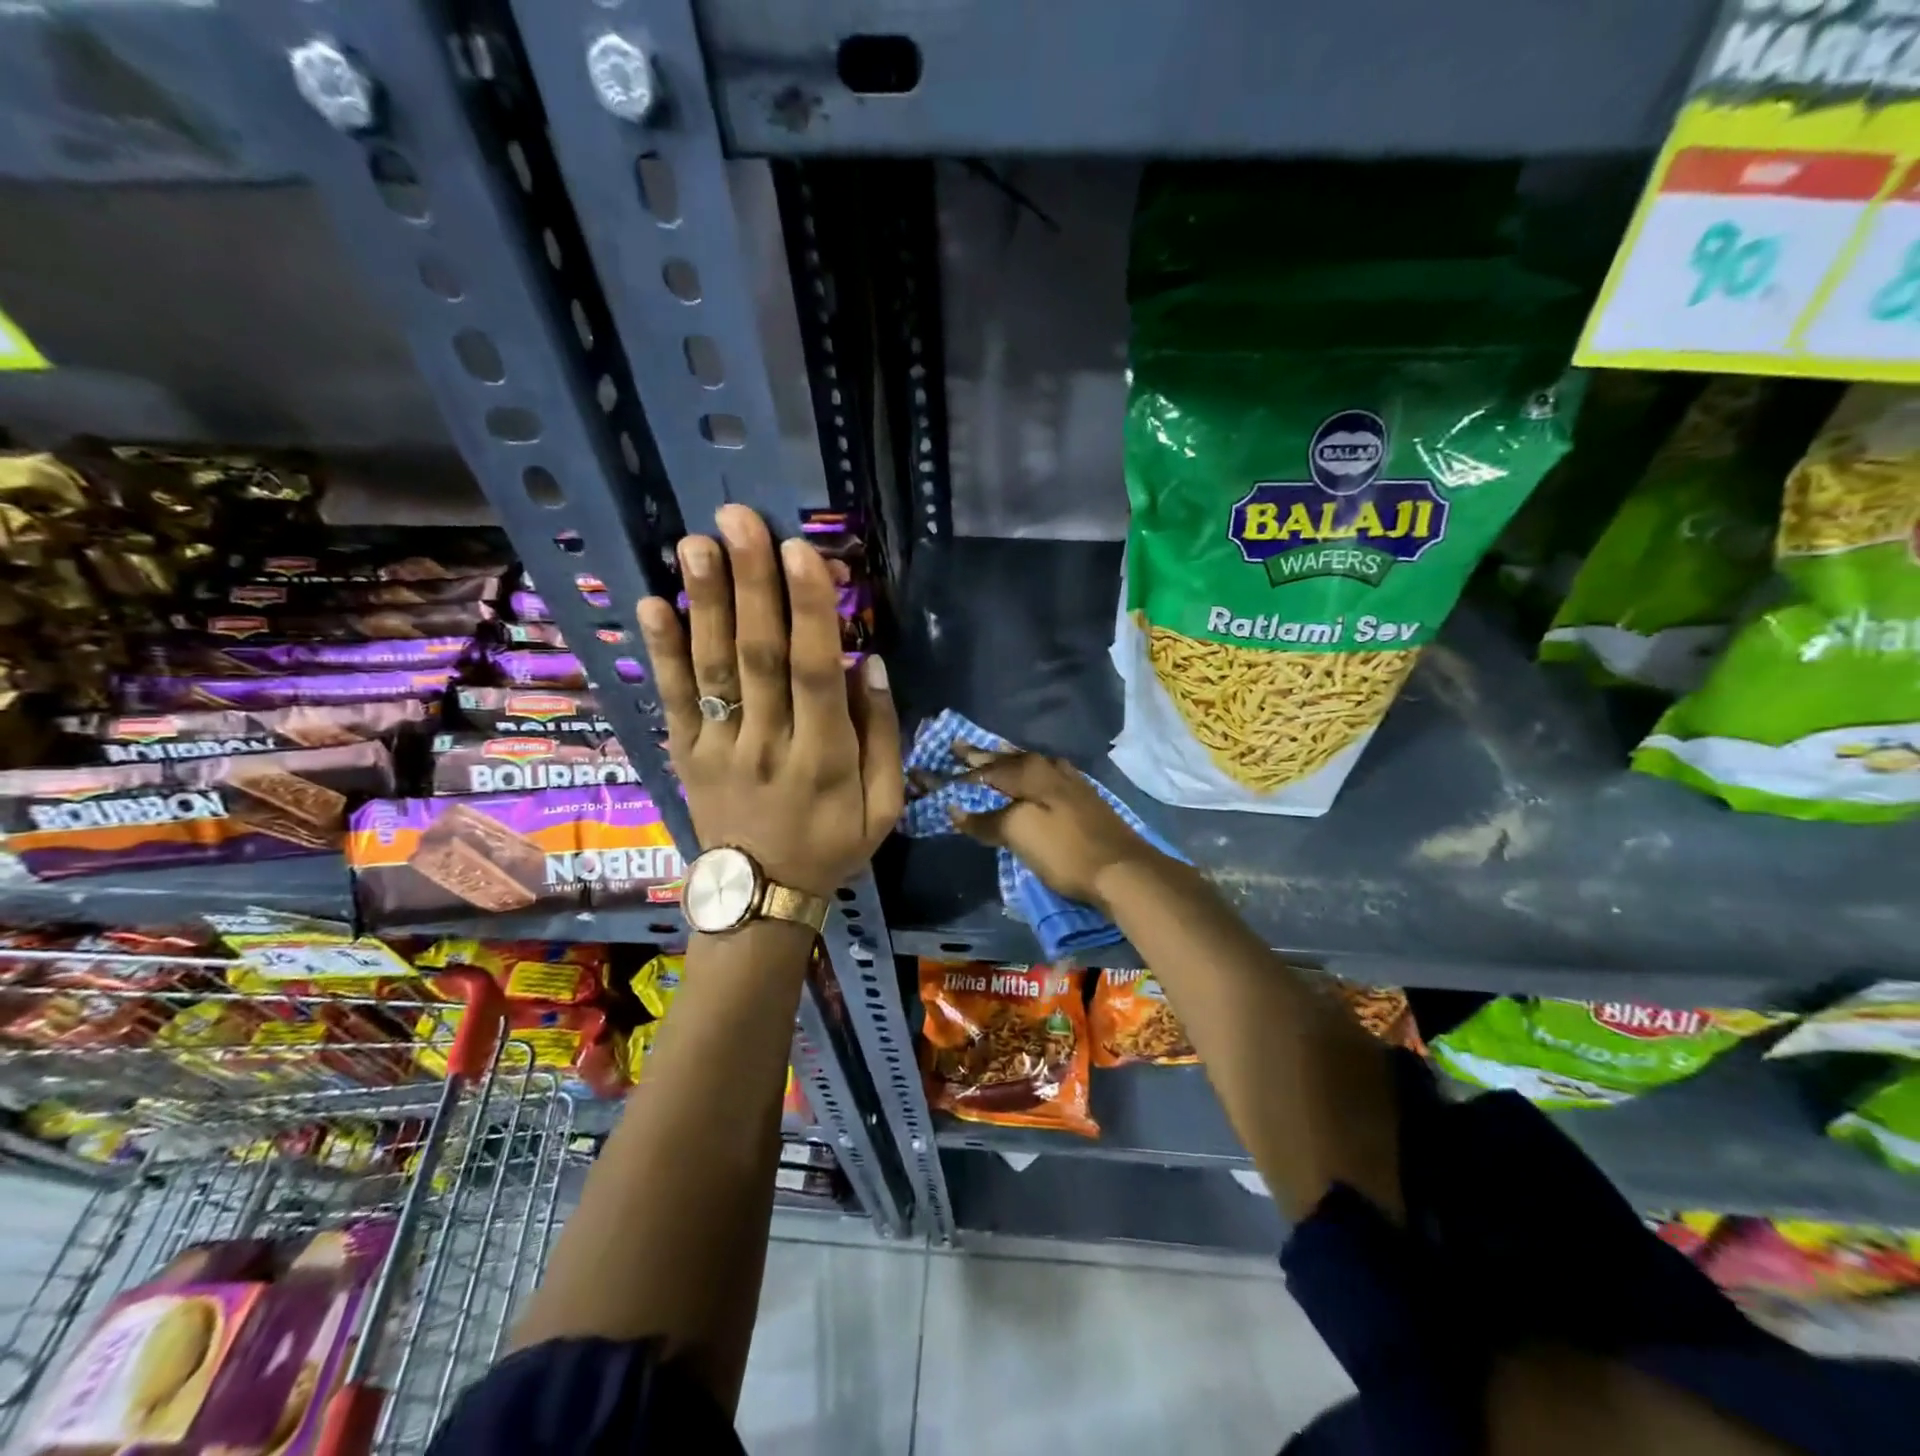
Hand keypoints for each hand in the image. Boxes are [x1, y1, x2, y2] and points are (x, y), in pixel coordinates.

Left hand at [637, 505, 901, 898]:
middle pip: (759, 657)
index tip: (803, 552)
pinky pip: (672, 699)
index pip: (816, 675)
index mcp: (824, 759)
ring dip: (703, 603)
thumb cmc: (832, 845)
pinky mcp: (685, 753)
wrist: (759, 897)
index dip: (810, 612)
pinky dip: (660, 652)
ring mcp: (719, 748)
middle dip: (751, 585)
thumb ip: (882, 737)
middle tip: (740, 520)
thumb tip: (872, 664)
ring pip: (713, 669)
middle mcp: (767, 745)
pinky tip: (650, 603)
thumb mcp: (883, 807)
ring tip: (695, 543)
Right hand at [951, 750, 1172, 909]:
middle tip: (959, 747)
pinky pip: (1046, 773)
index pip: (987, 767)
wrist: (1123, 869)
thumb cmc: (1065, 850)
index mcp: (1030, 772)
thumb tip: (955, 810)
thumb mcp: (1019, 834)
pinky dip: (1029, 771)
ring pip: (1030, 763)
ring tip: (991, 752)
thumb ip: (986, 820)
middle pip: (1009, 759)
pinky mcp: (1083, 797)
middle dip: (983, 755)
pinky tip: (1032, 774)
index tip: (942, 762)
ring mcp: (1070, 781)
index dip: (963, 769)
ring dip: (1007, 759)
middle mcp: (1049, 768)